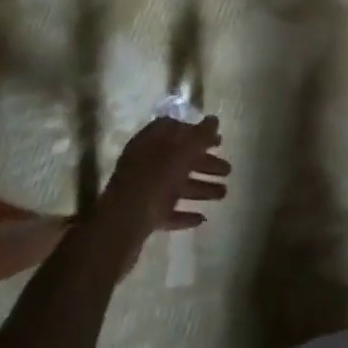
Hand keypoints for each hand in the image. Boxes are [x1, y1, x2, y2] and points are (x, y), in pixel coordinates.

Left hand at [92, 116, 230, 269]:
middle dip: (204, 163)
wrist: (120, 227)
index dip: (197, 133)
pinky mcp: (142, 216)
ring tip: (223, 194)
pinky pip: (168, 211)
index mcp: (150, 142)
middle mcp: (145, 162)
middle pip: (179, 158)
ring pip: (176, 185)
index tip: (217, 141)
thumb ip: (199, 137)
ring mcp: (142, 190)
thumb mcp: (180, 154)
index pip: (175, 129)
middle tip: (228, 170)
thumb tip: (214, 120)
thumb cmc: (153, 182)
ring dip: (200, 188)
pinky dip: (185, 213)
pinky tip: (202, 218)